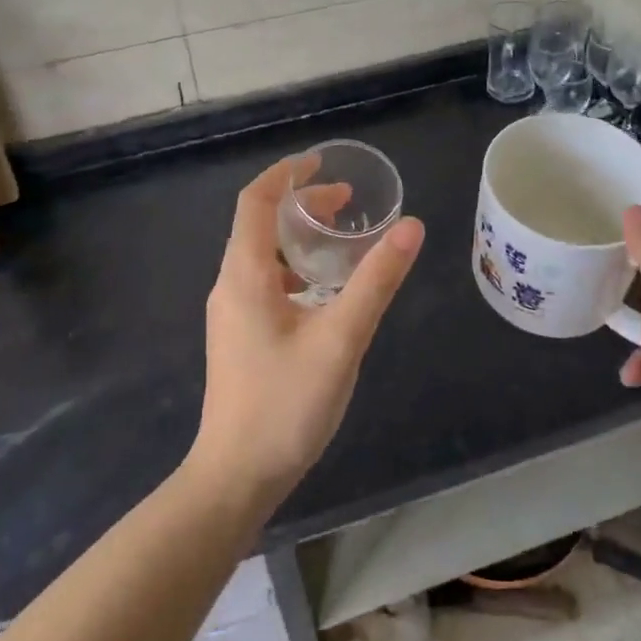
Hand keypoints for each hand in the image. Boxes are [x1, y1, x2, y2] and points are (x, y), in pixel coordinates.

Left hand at [189, 154, 424, 508]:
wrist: (234, 479)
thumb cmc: (284, 405)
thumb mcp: (340, 338)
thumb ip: (376, 280)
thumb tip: (410, 226)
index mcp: (244, 274)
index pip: (256, 200)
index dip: (287, 173)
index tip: (323, 162)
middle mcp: (230, 284)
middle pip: (259, 223)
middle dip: (301, 203)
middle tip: (347, 202)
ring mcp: (231, 313)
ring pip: (262, 254)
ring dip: (299, 235)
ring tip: (342, 239)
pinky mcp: (239, 336)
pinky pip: (264, 281)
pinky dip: (295, 266)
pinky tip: (324, 291)